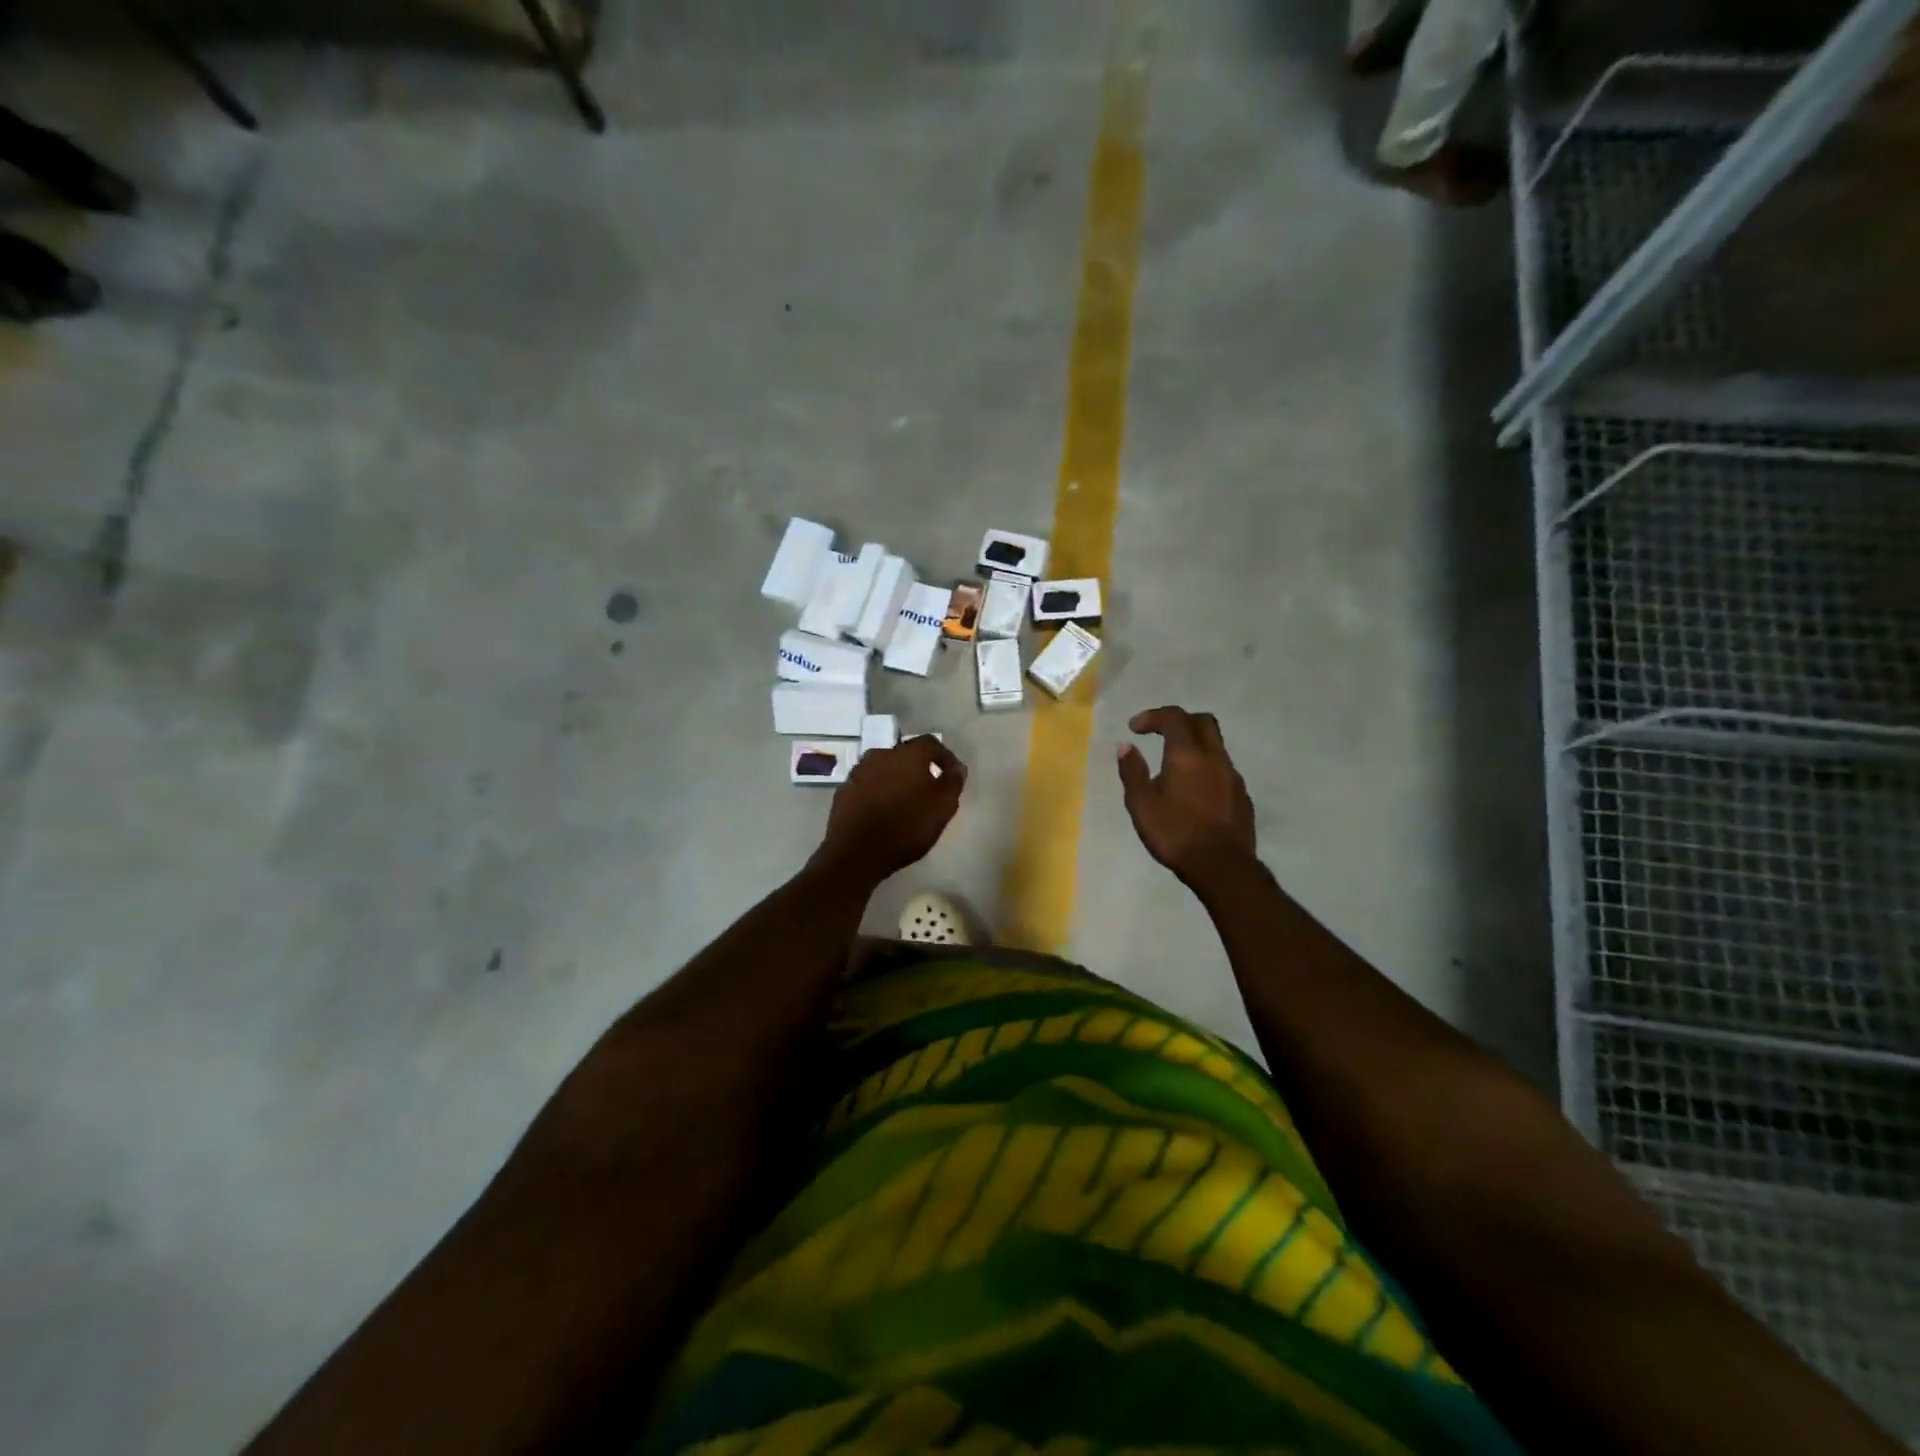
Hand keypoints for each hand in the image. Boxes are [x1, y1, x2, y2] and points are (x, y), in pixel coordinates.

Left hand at [814, 736, 967, 885]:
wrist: (856, 852)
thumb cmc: (907, 827)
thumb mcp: (943, 807)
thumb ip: (953, 782)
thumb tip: (957, 767)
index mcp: (908, 754)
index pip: (931, 744)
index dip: (945, 757)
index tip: (952, 774)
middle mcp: (881, 754)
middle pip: (905, 755)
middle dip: (919, 768)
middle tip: (928, 789)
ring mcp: (858, 771)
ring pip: (884, 769)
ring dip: (896, 780)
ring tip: (904, 802)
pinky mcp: (844, 790)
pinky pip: (868, 784)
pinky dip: (878, 792)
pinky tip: (883, 811)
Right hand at [1117, 707, 1255, 882]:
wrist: (1222, 867)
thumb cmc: (1175, 834)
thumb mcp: (1142, 805)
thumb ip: (1132, 772)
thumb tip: (1126, 746)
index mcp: (1187, 756)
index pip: (1174, 718)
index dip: (1153, 716)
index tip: (1135, 728)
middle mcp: (1214, 758)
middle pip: (1203, 722)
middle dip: (1179, 721)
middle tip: (1159, 734)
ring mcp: (1233, 776)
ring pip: (1216, 745)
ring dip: (1194, 745)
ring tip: (1174, 767)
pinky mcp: (1242, 796)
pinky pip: (1223, 769)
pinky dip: (1206, 768)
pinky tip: (1194, 791)